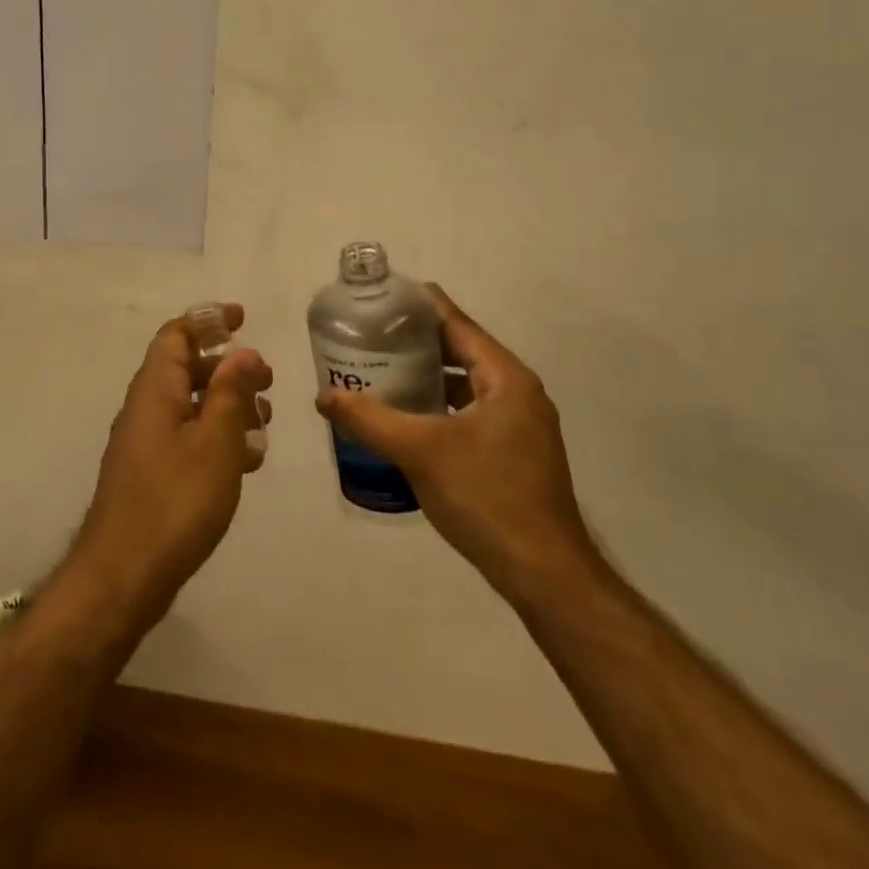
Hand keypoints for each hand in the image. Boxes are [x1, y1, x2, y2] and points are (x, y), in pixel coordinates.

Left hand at [70, 304, 273, 619]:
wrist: (124, 575)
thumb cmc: (175, 502)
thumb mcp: (215, 442)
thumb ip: (231, 393)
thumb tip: (244, 353)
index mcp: (155, 390)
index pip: (177, 335)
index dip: (208, 321)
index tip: (242, 319)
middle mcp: (146, 408)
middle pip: (186, 368)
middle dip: (228, 368)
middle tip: (266, 381)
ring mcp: (146, 443)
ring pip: (191, 406)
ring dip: (227, 405)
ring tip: (264, 422)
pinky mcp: (152, 474)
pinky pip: (187, 438)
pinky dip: (217, 438)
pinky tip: (246, 462)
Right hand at [314, 285, 595, 592]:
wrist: (544, 574)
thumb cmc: (486, 497)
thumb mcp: (420, 452)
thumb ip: (369, 419)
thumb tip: (324, 396)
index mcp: (506, 379)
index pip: (458, 324)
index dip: (421, 305)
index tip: (383, 295)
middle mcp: (518, 393)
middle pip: (461, 351)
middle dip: (416, 342)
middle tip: (371, 335)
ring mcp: (519, 426)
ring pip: (464, 385)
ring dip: (426, 377)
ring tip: (381, 371)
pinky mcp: (513, 454)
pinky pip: (468, 413)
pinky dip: (438, 407)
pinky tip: (406, 419)